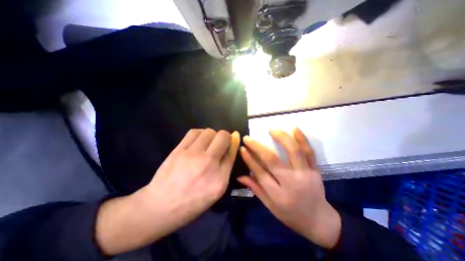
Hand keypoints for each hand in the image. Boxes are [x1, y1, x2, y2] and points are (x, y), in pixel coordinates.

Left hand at [95, 128, 239, 254]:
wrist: (160, 206)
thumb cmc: (192, 202)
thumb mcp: (216, 190)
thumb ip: (226, 166)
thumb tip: (232, 144)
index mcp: (220, 179)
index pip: (232, 151)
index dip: (234, 141)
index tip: (234, 137)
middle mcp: (208, 164)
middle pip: (223, 136)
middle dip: (224, 136)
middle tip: (219, 143)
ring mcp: (192, 155)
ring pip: (209, 131)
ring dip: (212, 135)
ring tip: (207, 143)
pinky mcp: (179, 150)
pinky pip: (194, 132)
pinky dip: (200, 134)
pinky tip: (198, 141)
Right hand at [236, 128, 339, 248]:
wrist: (320, 220)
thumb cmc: (291, 215)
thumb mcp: (270, 207)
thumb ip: (256, 189)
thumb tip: (240, 176)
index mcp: (278, 195)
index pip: (260, 173)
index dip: (249, 159)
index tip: (242, 148)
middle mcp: (291, 182)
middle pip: (272, 160)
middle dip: (258, 147)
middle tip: (248, 138)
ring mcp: (305, 174)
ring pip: (293, 152)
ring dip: (281, 138)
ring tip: (272, 129)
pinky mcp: (315, 170)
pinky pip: (309, 152)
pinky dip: (303, 139)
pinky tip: (295, 129)